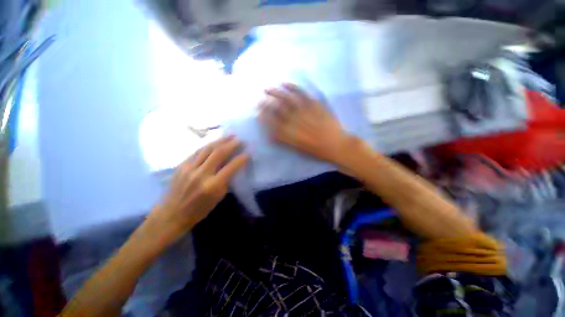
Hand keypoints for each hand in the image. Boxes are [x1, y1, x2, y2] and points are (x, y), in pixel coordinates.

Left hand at [148, 136, 248, 238]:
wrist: (171, 214)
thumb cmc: (199, 210)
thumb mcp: (218, 198)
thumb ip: (226, 180)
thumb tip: (233, 167)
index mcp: (213, 186)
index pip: (231, 167)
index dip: (241, 158)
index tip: (248, 152)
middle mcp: (201, 174)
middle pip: (218, 153)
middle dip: (231, 144)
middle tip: (240, 139)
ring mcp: (189, 168)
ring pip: (207, 149)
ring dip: (220, 140)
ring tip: (229, 135)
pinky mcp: (181, 165)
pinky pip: (196, 152)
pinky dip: (207, 145)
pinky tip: (214, 142)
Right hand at [259, 83, 351, 163]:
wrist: (336, 145)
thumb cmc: (317, 151)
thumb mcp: (298, 150)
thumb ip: (284, 141)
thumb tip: (270, 134)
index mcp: (290, 134)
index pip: (273, 124)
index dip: (264, 117)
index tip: (258, 113)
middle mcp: (295, 122)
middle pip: (277, 110)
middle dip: (266, 104)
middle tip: (259, 100)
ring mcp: (305, 112)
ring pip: (287, 100)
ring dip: (275, 93)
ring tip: (267, 89)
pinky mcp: (315, 105)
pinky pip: (302, 94)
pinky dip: (293, 88)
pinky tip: (285, 84)